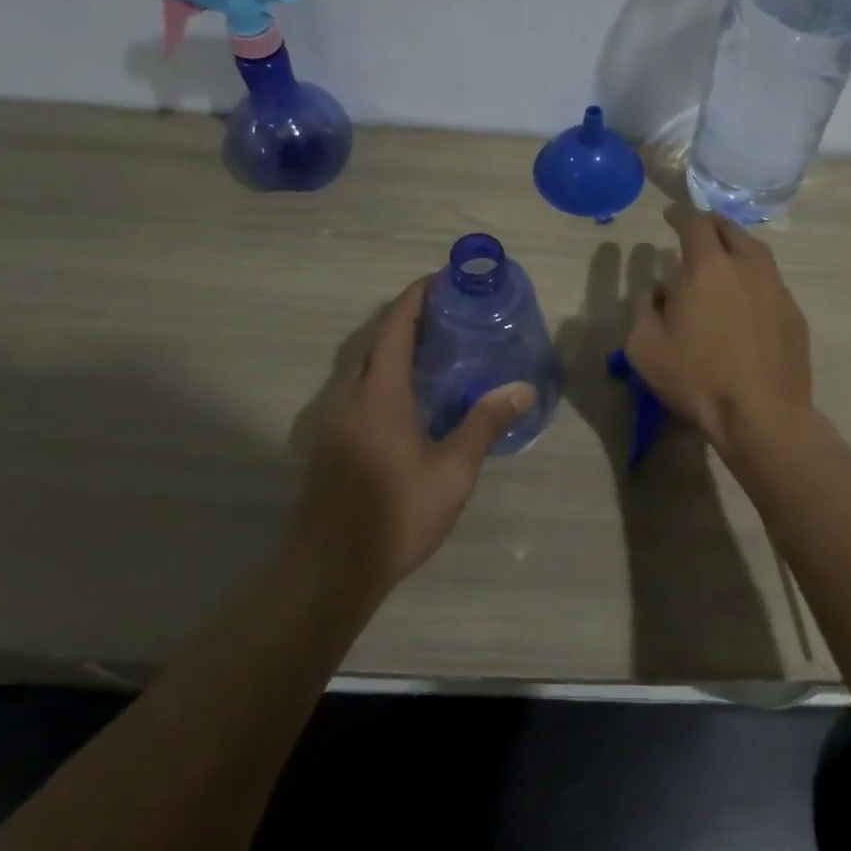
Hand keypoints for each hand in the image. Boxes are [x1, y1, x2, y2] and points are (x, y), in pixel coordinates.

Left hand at [302, 276, 536, 586]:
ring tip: (434, 350)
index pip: (395, 328)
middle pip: (375, 342)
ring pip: (363, 367)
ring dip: (393, 348)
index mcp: (380, 395)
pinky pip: (357, 391)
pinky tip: (409, 400)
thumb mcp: (452, 472)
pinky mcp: (328, 443)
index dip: (415, 297)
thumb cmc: (396, 516)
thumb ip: (484, 424)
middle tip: (448, 315)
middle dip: (407, 319)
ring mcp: (333, 421)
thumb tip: (522, 387)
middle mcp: (349, 397)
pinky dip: (382, 376)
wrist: (330, 571)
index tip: (441, 279)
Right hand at [626, 206, 813, 450]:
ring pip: (756, 251)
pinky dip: (754, 276)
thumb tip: (657, 290)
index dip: (680, 214)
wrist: (762, 415)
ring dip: (736, 246)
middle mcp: (746, 266)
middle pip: (730, 229)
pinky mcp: (794, 313)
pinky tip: (746, 297)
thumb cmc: (697, 378)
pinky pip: (770, 281)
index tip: (670, 215)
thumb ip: (644, 308)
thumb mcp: (645, 347)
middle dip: (711, 223)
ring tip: (724, 257)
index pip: (694, 223)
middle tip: (698, 230)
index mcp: (707, 266)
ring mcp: (776, 288)